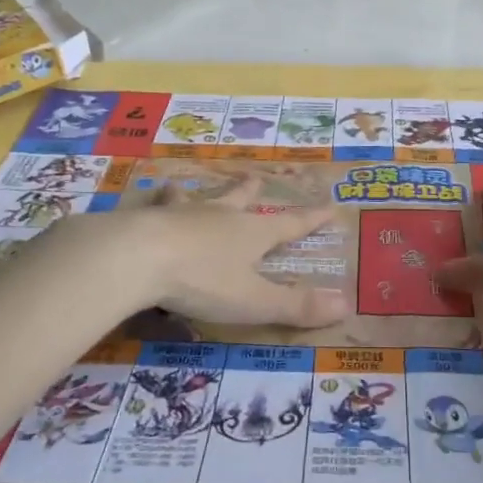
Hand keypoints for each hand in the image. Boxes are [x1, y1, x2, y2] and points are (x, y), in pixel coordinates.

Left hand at [43, 175, 350, 328]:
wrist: (137, 256)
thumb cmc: (202, 280)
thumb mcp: (253, 301)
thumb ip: (296, 305)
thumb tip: (346, 304)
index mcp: (251, 233)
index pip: (290, 225)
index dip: (312, 219)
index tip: (329, 206)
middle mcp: (220, 216)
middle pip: (240, 198)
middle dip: (251, 190)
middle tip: (256, 177)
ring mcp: (182, 213)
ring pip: (195, 198)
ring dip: (195, 194)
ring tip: (184, 187)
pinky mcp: (148, 219)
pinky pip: (154, 208)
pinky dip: (154, 206)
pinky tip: (144, 206)